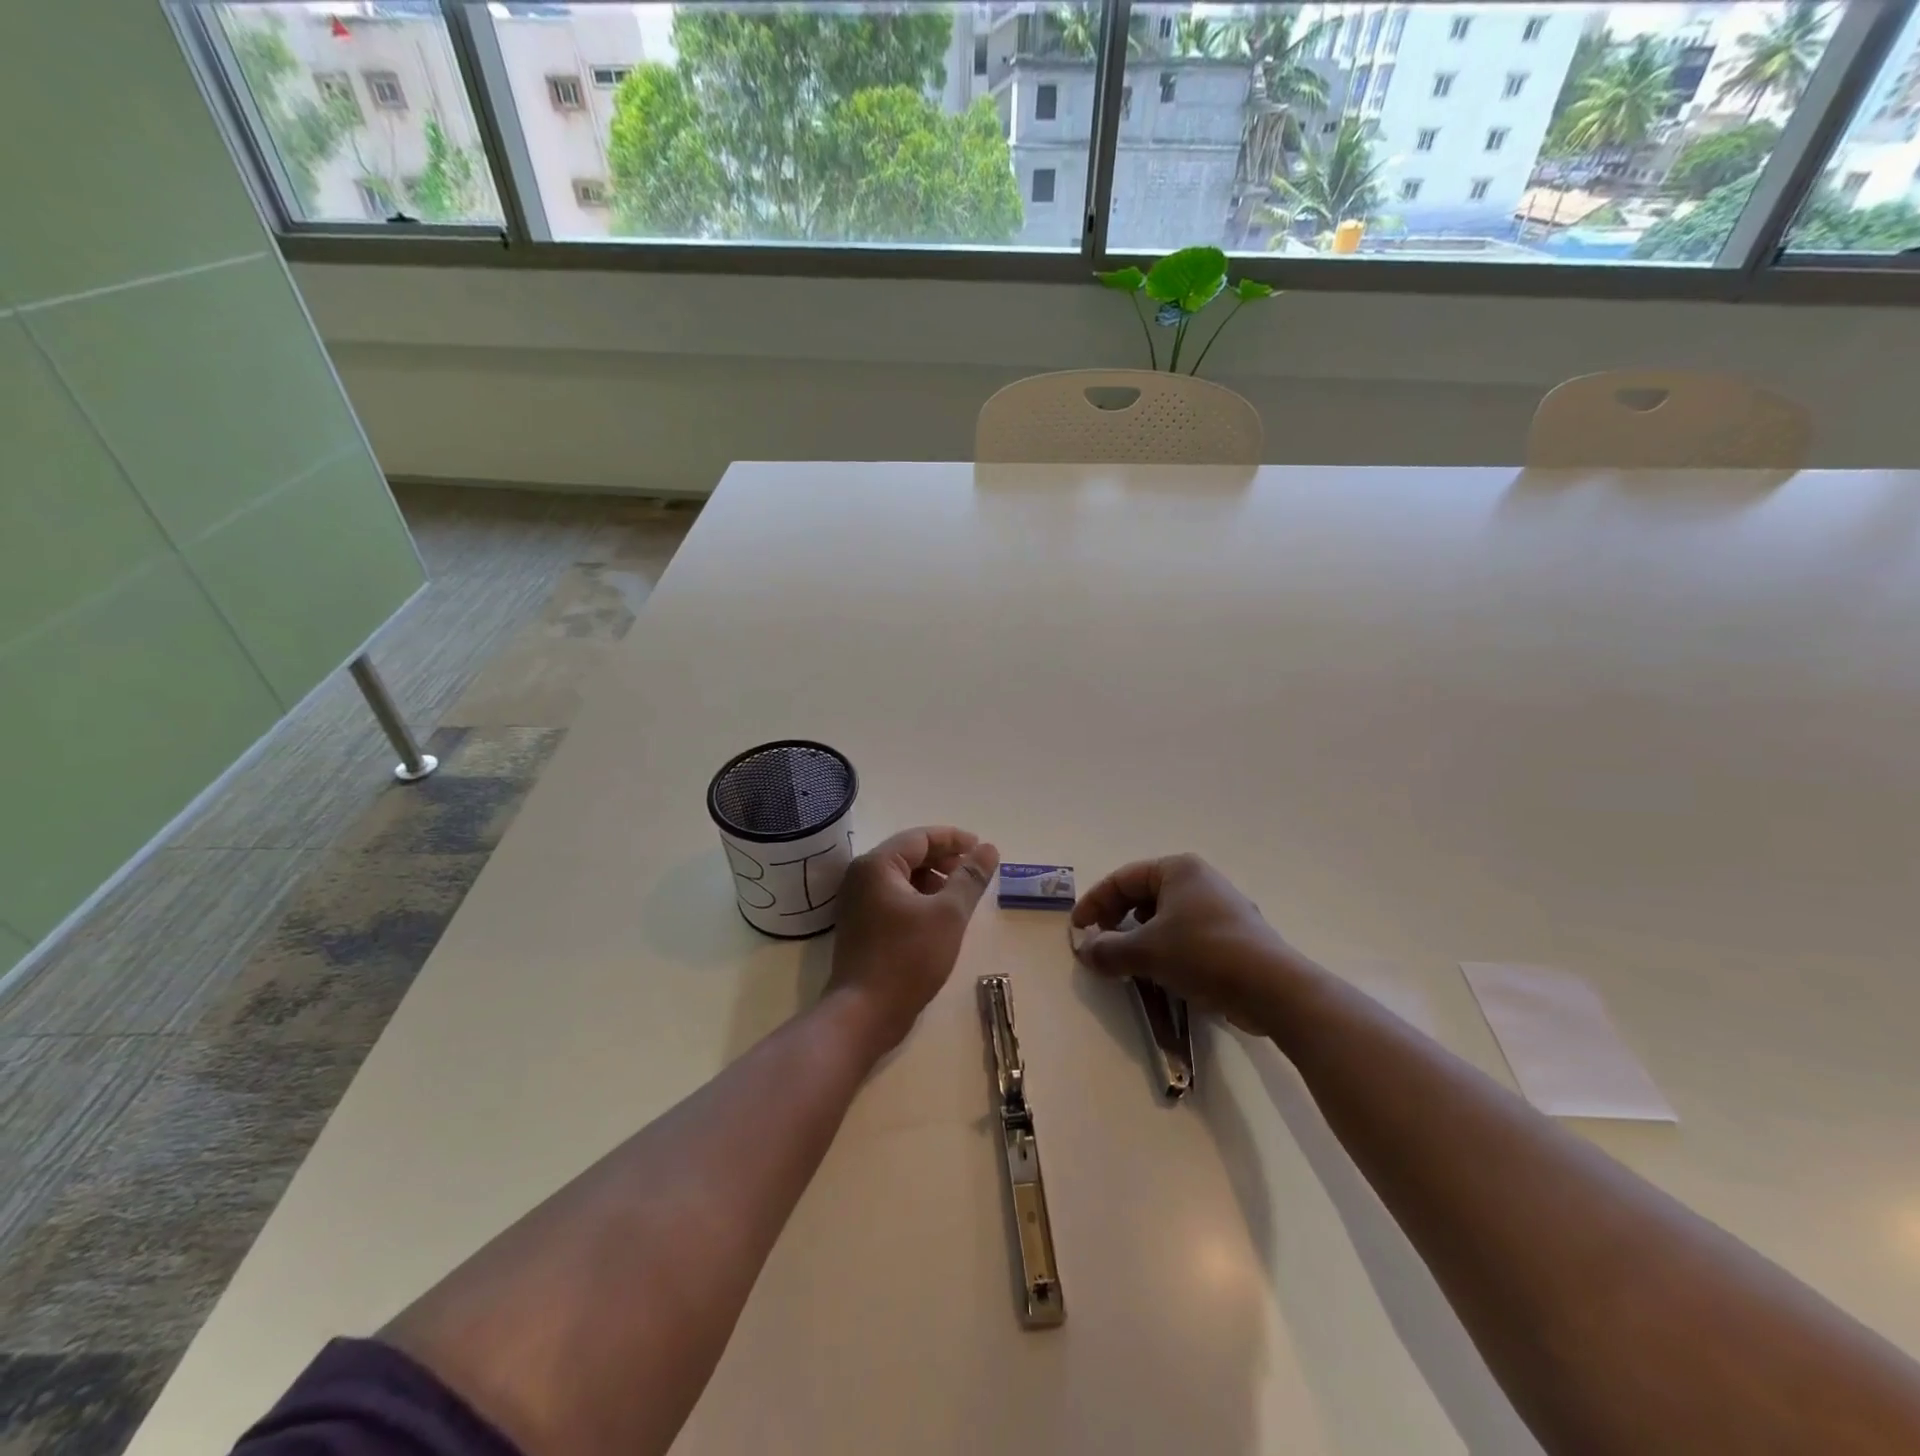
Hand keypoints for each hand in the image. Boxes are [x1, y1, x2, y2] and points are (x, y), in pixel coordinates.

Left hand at [826, 826, 999, 1049]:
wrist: (864, 1013)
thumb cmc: (908, 958)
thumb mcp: (948, 914)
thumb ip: (970, 877)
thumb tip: (989, 849)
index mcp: (877, 865)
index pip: (920, 837)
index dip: (954, 839)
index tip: (982, 848)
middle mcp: (862, 876)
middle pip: (909, 854)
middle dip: (944, 859)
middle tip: (975, 871)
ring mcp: (857, 902)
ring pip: (902, 877)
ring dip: (933, 880)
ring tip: (961, 895)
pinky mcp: (861, 925)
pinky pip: (894, 898)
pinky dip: (919, 898)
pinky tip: (939, 916)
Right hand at [1069, 854, 1293, 1032]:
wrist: (1273, 989)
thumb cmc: (1204, 954)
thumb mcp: (1147, 951)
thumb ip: (1109, 949)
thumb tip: (1085, 952)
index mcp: (1178, 869)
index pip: (1123, 878)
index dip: (1095, 902)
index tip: (1078, 929)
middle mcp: (1200, 880)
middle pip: (1144, 894)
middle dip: (1117, 919)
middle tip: (1100, 943)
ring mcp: (1220, 908)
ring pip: (1166, 916)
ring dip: (1140, 936)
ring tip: (1126, 961)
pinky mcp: (1233, 936)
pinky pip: (1187, 935)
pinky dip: (1165, 948)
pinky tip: (1161, 973)